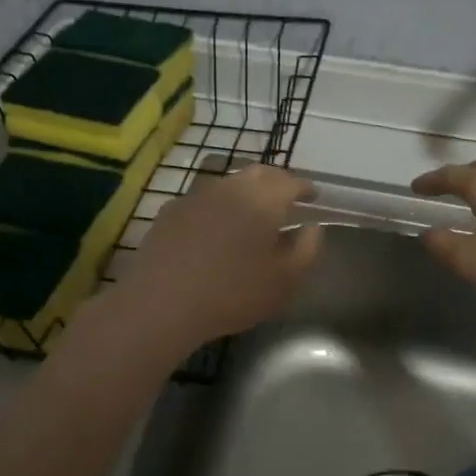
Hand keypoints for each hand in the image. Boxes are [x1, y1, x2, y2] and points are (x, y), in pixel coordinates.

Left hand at [120, 164, 322, 349]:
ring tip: (251, 211)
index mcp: (263, 199)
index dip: (305, 187)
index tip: (313, 195)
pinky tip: (214, 226)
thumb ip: (306, 249)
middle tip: (286, 197)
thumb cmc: (232, 292)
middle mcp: (231, 186)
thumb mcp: (284, 281)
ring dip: (245, 191)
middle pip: (259, 173)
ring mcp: (197, 195)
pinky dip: (217, 206)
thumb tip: (312, 227)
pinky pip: (203, 199)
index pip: (291, 182)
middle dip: (276, 181)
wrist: (162, 302)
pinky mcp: (171, 210)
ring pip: (229, 182)